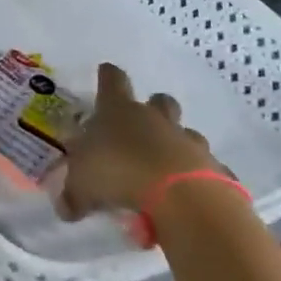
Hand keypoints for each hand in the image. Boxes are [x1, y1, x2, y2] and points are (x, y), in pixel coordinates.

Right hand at [56, 63, 221, 221]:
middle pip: (159, 100)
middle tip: (142, 128)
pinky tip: (191, 196)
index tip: (105, 73)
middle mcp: (155, 119)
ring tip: (166, 170)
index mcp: (119, 111)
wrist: (181, 198)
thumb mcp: (82, 187)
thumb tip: (65, 207)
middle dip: (153, 108)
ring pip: (187, 133)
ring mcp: (188, 141)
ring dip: (178, 145)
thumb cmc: (120, 175)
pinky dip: (201, 179)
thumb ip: (73, 195)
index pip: (112, 80)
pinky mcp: (215, 169)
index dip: (108, 76)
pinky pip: (209, 169)